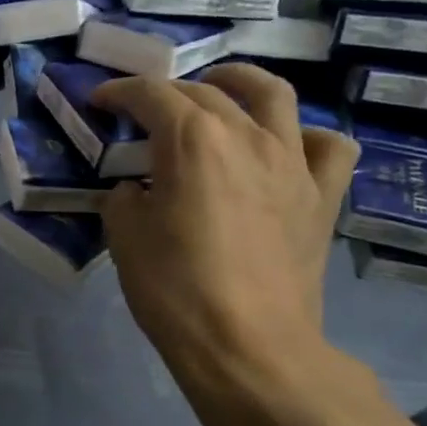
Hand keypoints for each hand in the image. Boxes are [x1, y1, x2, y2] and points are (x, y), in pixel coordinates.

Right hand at [90, 63, 358, 378]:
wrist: (247, 343)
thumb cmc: (173, 287)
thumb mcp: (124, 235)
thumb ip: (126, 196)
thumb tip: (138, 187)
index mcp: (192, 139)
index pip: (150, 95)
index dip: (119, 92)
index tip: (99, 100)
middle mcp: (246, 135)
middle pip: (204, 92)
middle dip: (166, 92)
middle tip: (142, 109)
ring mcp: (292, 162)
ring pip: (275, 96)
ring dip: (241, 82)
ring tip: (220, 89)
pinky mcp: (321, 196)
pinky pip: (327, 148)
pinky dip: (306, 137)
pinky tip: (286, 147)